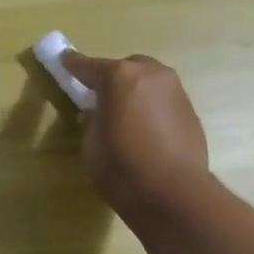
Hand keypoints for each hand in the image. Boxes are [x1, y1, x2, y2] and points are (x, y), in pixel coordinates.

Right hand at [59, 49, 211, 220]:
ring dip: (135, 92)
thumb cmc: (121, 167)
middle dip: (112, 79)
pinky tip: (145, 130)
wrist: (173, 193)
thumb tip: (96, 114)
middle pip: (126, 68)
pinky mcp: (190, 111)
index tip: (63, 60)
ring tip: (125, 116)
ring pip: (149, 82)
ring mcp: (175, 90)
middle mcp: (151, 74)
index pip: (88, 66)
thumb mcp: (90, 145)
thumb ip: (91, 121)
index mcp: (119, 77)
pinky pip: (163, 101)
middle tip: (100, 98)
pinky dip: (151, 108)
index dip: (73, 65)